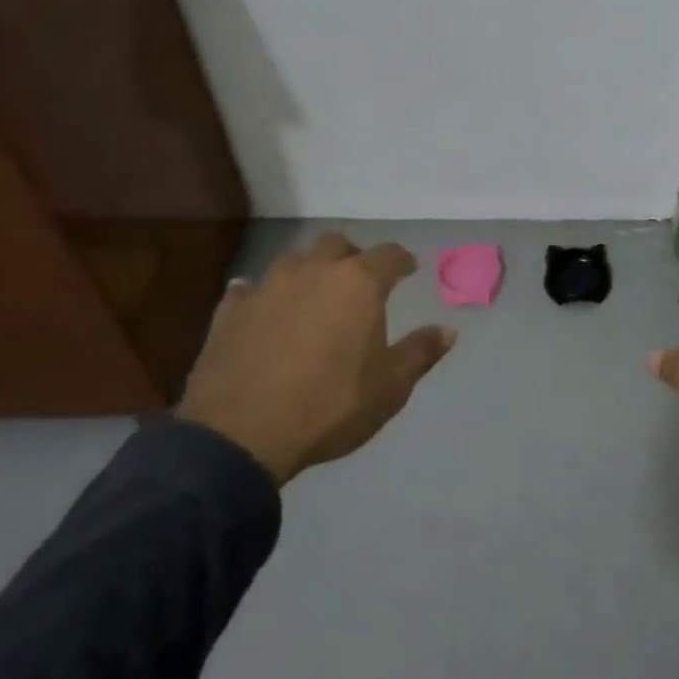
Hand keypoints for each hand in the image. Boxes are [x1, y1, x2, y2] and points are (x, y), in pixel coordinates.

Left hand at [176, 233, 455, 484]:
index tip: (408, 269)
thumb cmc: (330, 406)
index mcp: (358, 284)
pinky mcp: (229, 312)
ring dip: (307, 271)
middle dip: (352, 256)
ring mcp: (266, 289)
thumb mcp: (391, 386)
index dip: (402, 260)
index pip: (388, 255)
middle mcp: (313, 273)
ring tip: (313, 295)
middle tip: (359, 280)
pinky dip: (261, 295)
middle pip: (336, 244)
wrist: (241, 435)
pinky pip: (248, 290)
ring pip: (292, 261)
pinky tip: (263, 310)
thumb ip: (421, 352)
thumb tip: (448, 330)